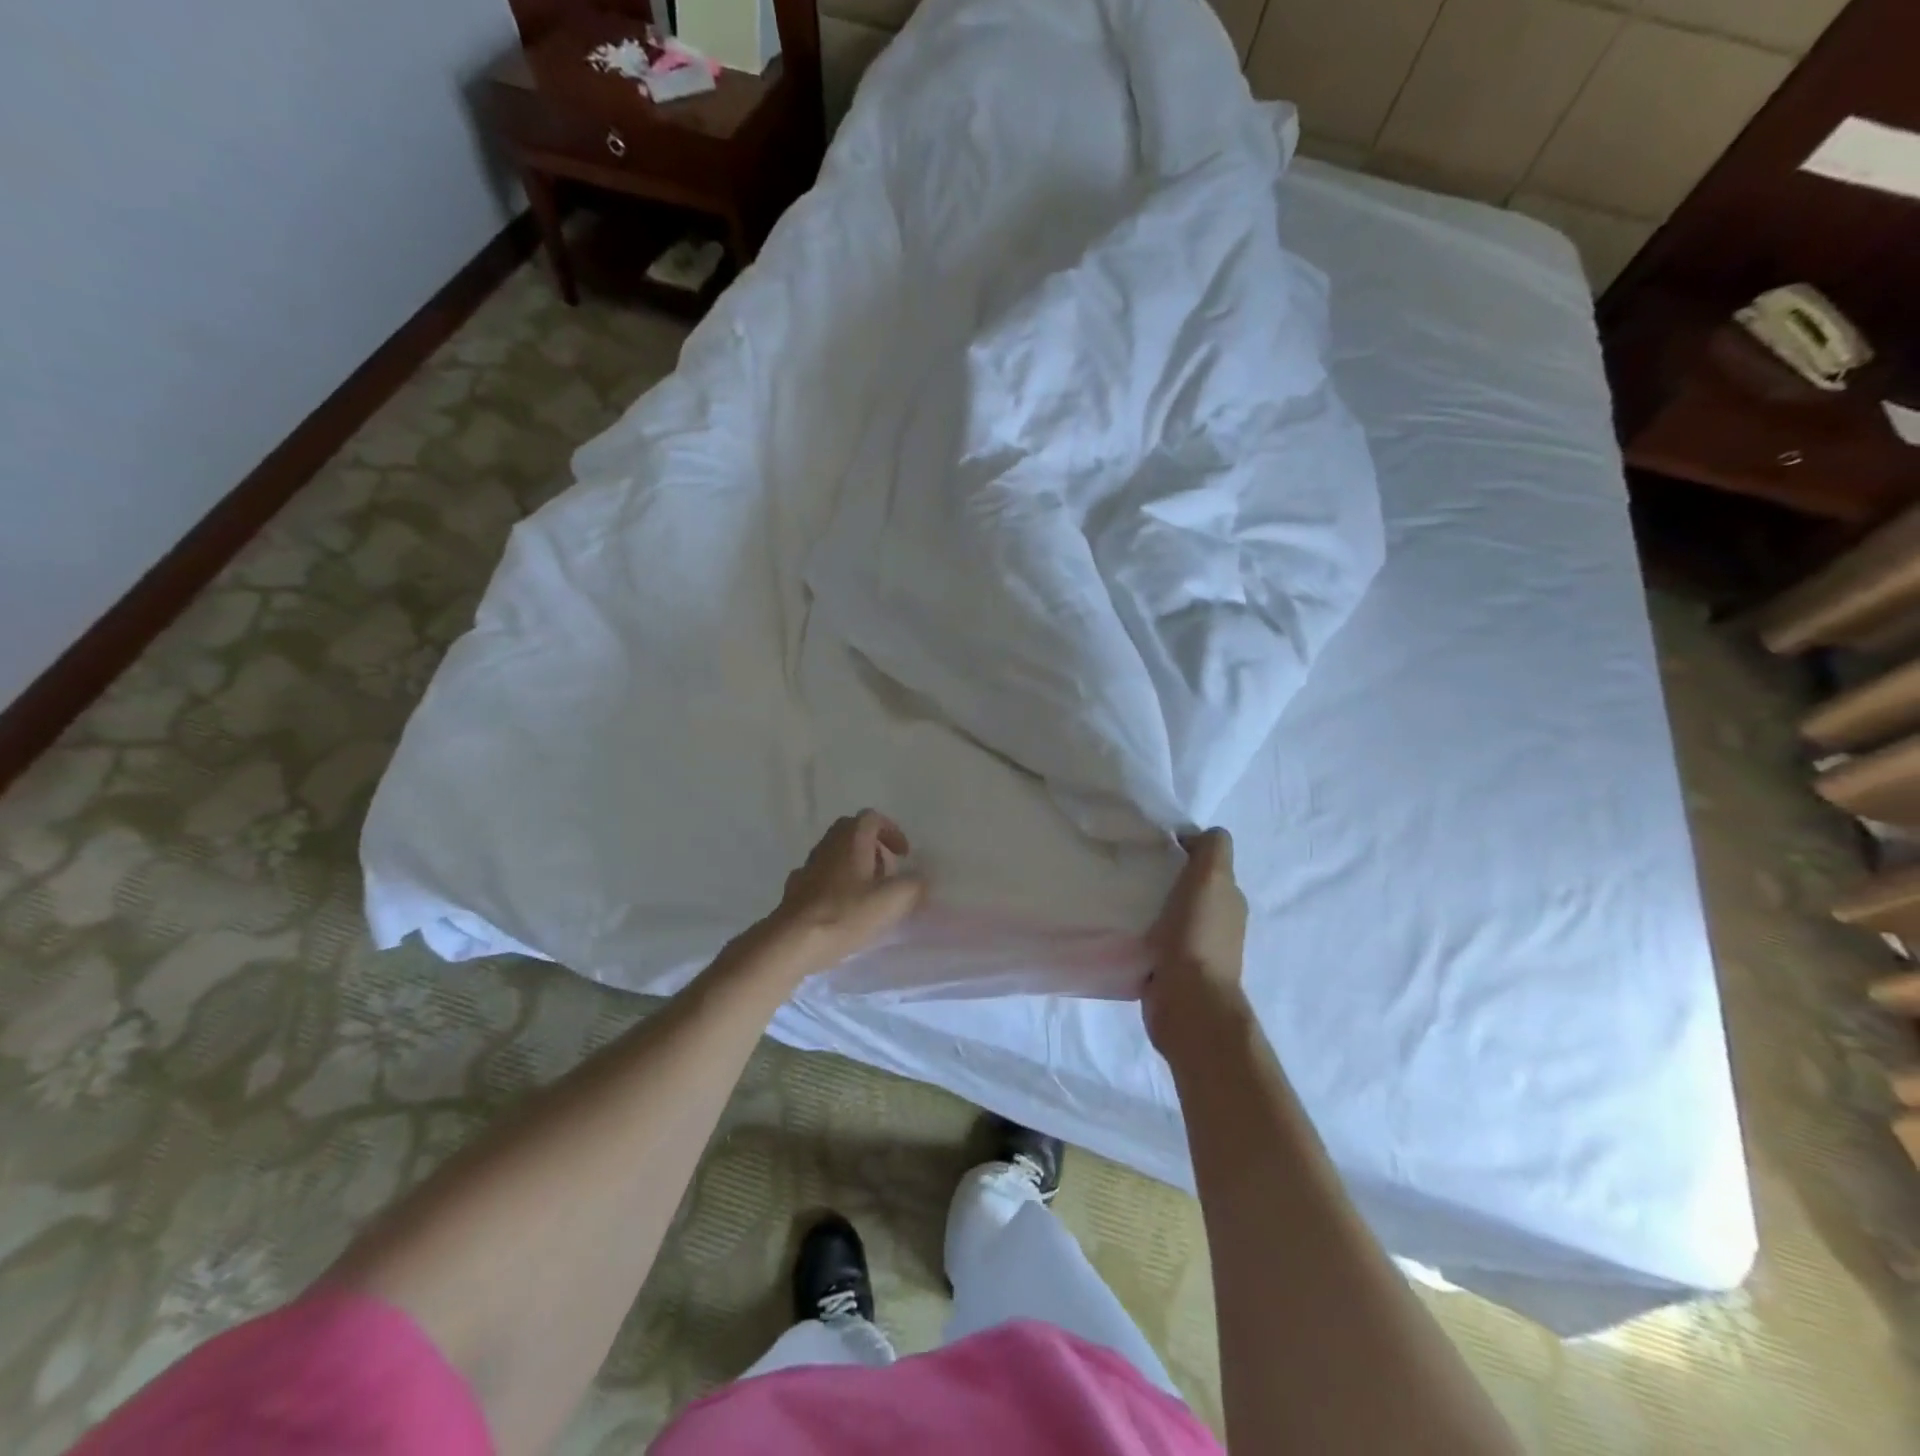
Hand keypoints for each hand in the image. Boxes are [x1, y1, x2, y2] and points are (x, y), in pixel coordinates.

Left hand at [767, 811, 926, 972]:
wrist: (794, 941)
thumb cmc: (846, 913)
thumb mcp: (893, 900)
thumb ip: (913, 885)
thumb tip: (919, 879)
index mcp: (851, 839)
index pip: (872, 818)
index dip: (891, 831)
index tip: (903, 855)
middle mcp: (827, 845)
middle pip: (851, 832)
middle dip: (872, 847)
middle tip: (886, 871)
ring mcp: (808, 866)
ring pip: (835, 854)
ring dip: (854, 866)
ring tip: (868, 894)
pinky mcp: (796, 889)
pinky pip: (821, 877)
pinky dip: (836, 885)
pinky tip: (842, 909)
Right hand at [1142, 828, 1248, 1052]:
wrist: (1188, 1002)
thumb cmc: (1198, 935)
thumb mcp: (1211, 878)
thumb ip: (1212, 849)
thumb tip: (1196, 836)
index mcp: (1228, 898)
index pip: (1208, 862)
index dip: (1183, 848)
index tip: (1153, 845)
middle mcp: (1217, 922)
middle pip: (1189, 887)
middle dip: (1164, 875)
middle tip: (1131, 866)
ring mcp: (1195, 948)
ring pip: (1171, 913)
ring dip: (1151, 904)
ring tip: (1121, 894)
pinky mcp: (1172, 970)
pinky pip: (1155, 940)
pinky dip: (1143, 931)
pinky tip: (1123, 925)